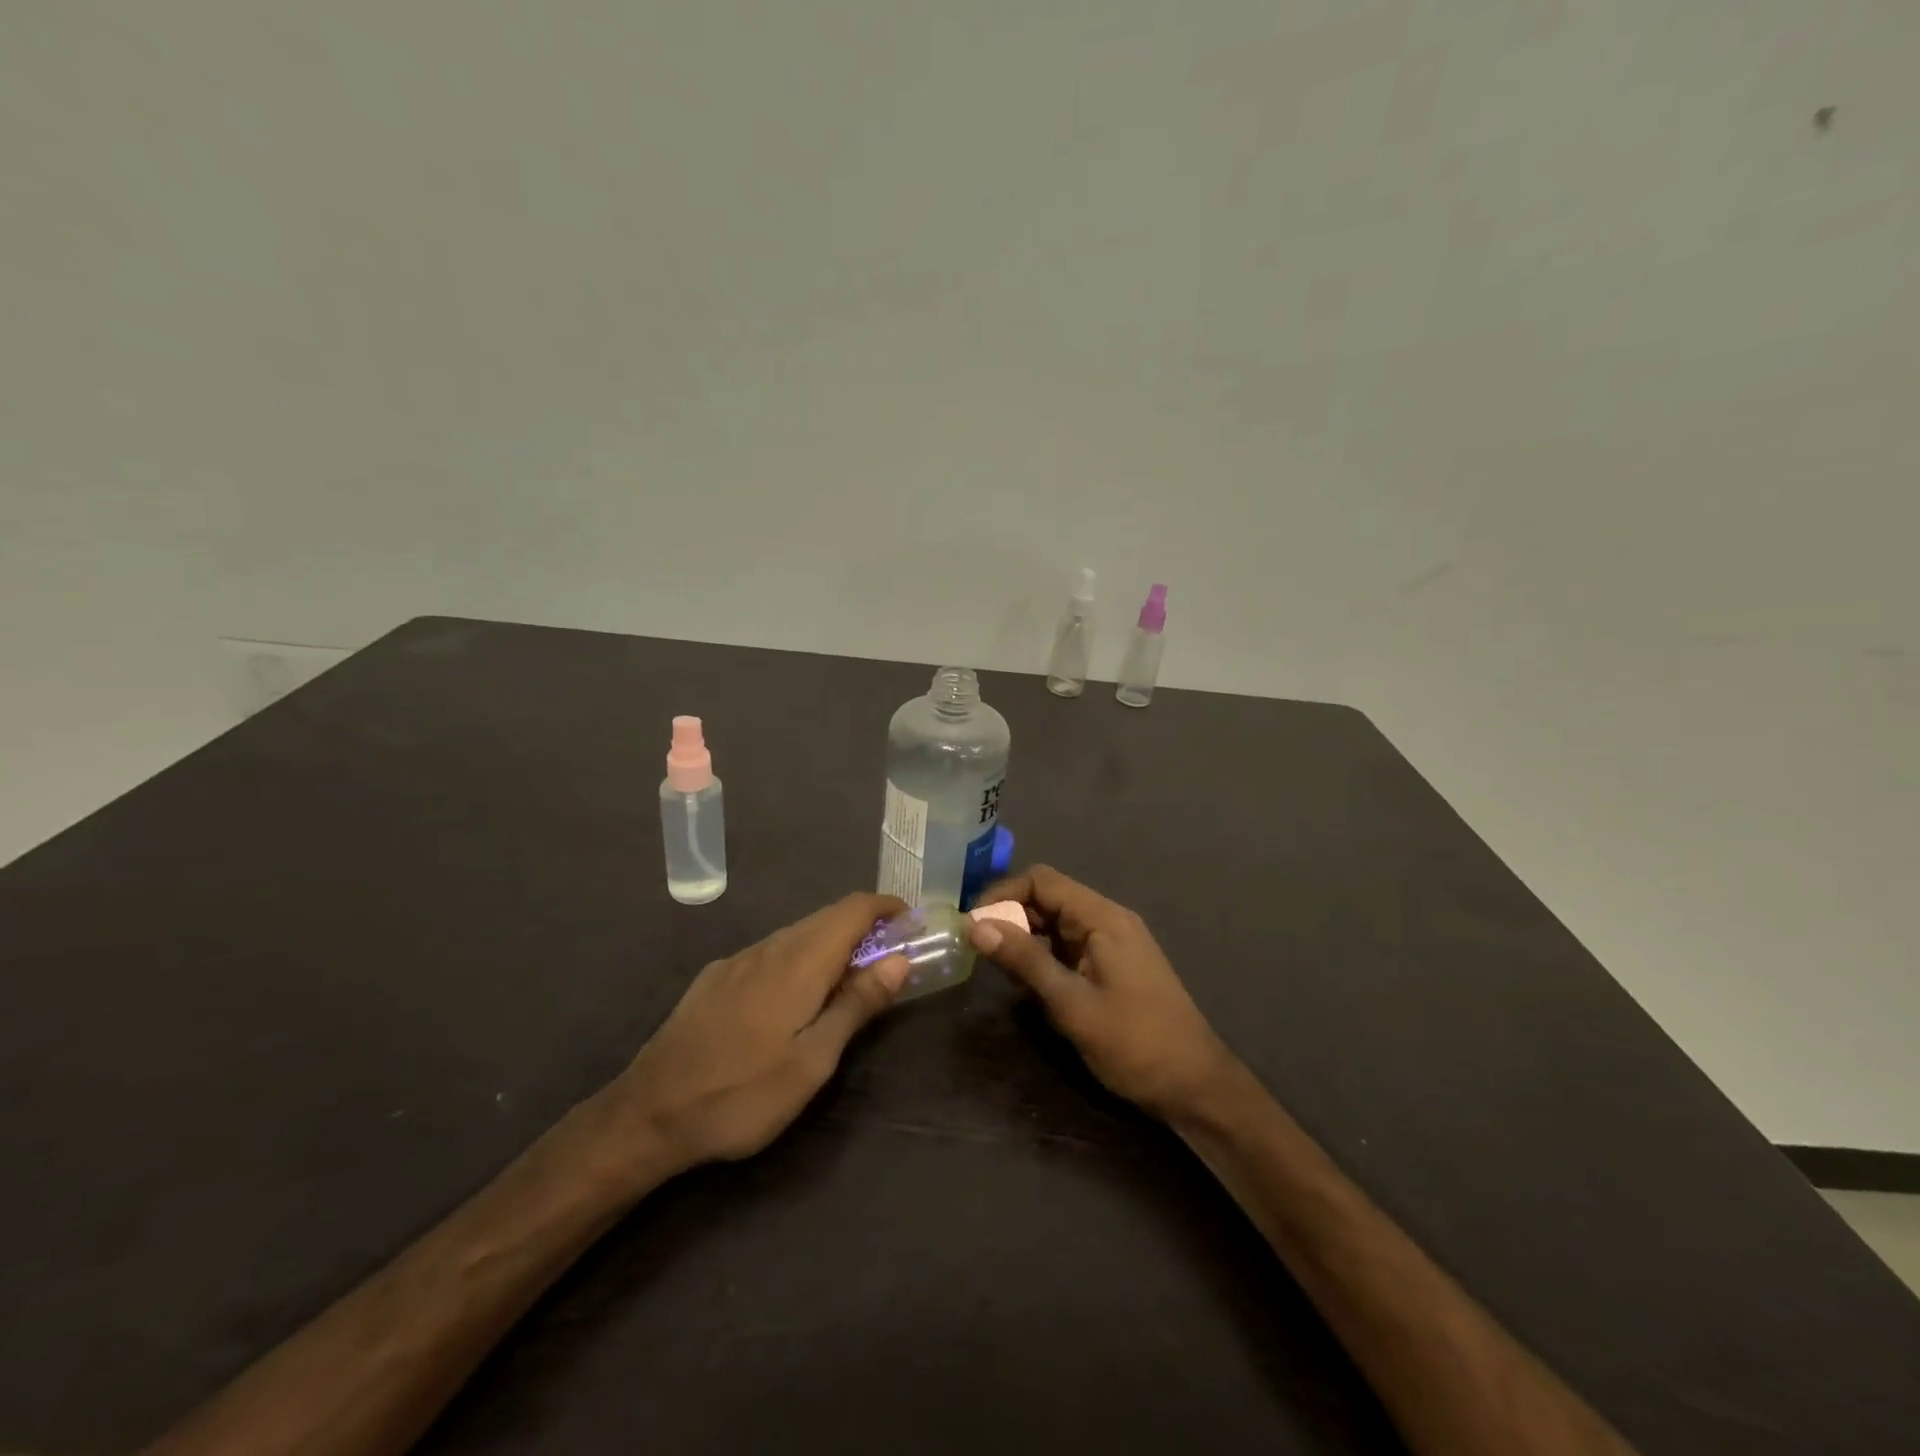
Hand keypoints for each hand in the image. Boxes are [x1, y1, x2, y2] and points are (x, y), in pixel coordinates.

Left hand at [612, 893, 909, 1173]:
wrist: (648, 1113)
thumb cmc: (743, 1094)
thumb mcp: (813, 1061)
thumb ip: (857, 1004)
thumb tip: (899, 959)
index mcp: (800, 962)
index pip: (852, 909)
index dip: (886, 906)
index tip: (911, 921)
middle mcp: (770, 947)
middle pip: (826, 917)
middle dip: (863, 926)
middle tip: (889, 956)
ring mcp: (738, 960)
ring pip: (797, 933)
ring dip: (831, 942)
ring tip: (848, 978)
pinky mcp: (716, 977)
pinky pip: (770, 951)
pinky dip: (799, 957)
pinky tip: (794, 994)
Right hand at [969, 865, 1237, 1120]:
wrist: (1194, 1086)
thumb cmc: (1135, 1042)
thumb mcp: (1072, 1003)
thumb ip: (1024, 961)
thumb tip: (976, 926)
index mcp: (1102, 917)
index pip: (1042, 881)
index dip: (1002, 894)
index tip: (972, 924)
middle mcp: (1107, 920)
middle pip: (1048, 898)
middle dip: (1010, 916)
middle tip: (977, 948)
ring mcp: (1112, 943)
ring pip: (1056, 924)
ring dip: (1025, 938)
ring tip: (995, 966)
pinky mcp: (1112, 966)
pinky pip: (1068, 946)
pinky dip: (1043, 956)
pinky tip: (1027, 983)